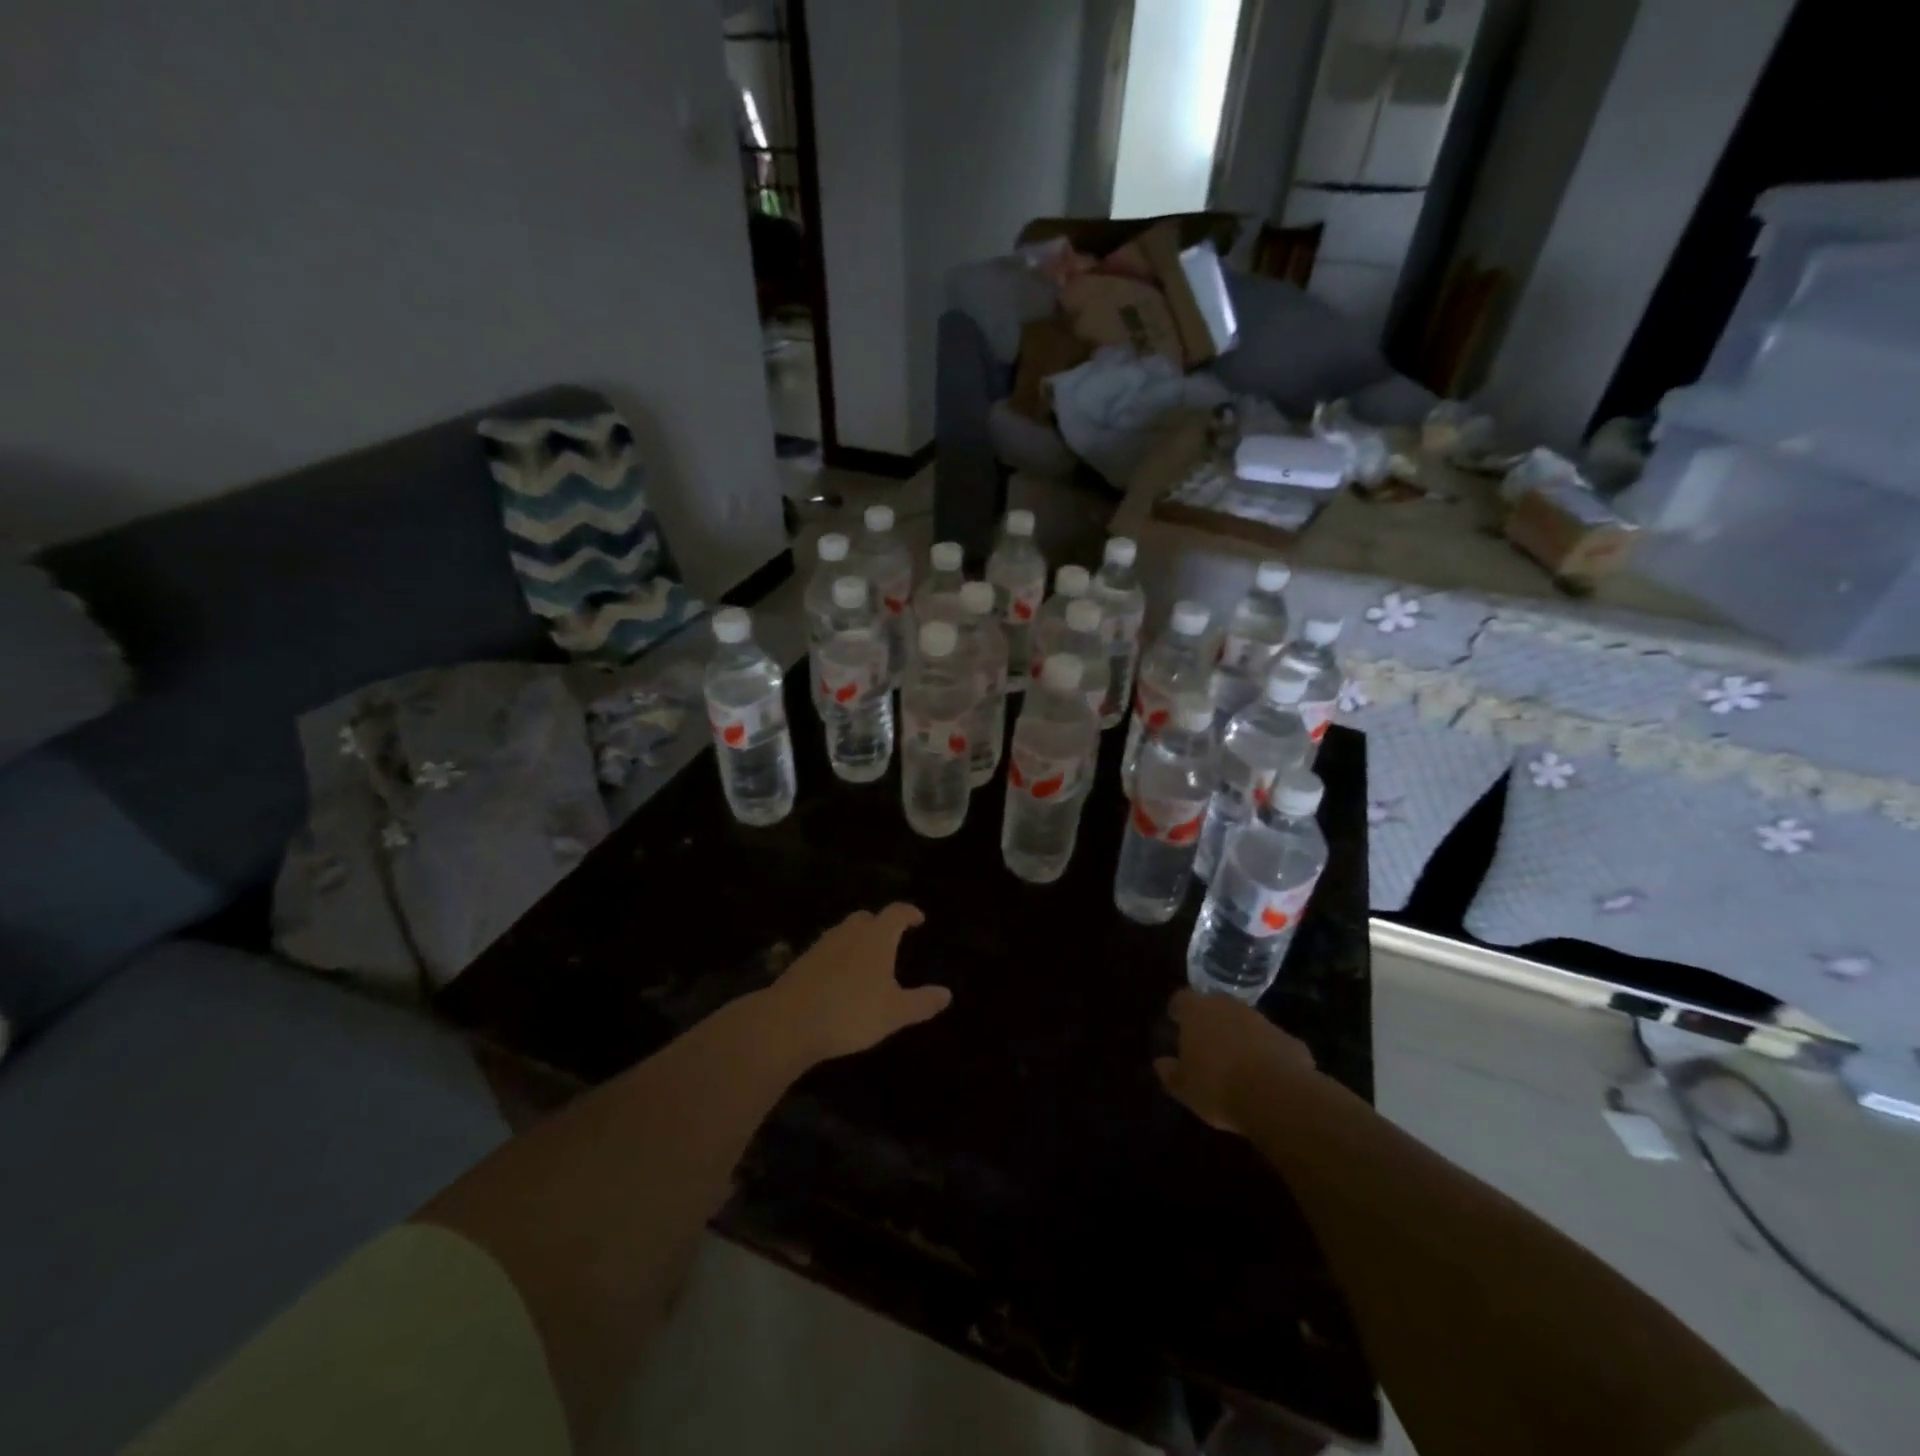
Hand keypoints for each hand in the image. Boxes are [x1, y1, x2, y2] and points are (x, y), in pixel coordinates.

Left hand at [766, 904, 950, 1062]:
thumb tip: (947, 993)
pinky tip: (840, 978)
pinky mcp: (801, 961)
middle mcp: (849, 932)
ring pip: (844, 932)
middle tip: (891, 939)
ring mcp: (822, 945)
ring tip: (867, 960)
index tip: (919, 919)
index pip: (896, 913)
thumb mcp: (894, 1013)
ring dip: (857, 940)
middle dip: (880, 924)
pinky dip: (838, 957)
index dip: (909, 913)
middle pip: (867, 918)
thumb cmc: (851, 1012)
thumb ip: (921, 1002)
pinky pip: (828, 950)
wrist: (789, 1022)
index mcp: (876, 937)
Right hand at [1154, 988, 1316, 1135]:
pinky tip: (1267, 1077)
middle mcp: (1229, 1007)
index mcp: (1198, 1011)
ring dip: (1241, 1035)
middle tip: (1207, 1042)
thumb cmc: (1218, 1086)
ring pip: (1246, 1021)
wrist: (1278, 1096)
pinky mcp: (1289, 1039)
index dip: (1179, 1010)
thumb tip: (1160, 1063)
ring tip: (1237, 1062)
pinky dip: (1267, 1053)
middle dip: (1211, 1019)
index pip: (1182, 998)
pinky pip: (1272, 1042)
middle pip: (1216, 1004)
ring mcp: (1262, 1020)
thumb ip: (1170, 1073)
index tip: (1176, 1023)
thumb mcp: (1184, 1088)